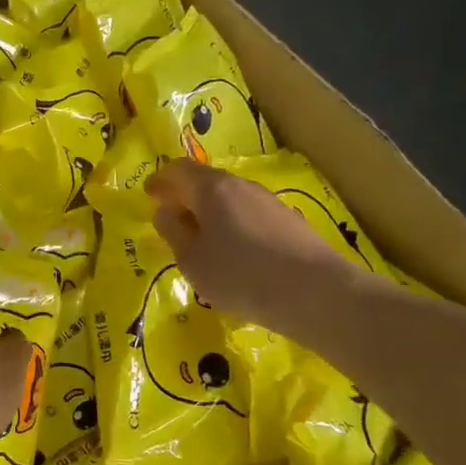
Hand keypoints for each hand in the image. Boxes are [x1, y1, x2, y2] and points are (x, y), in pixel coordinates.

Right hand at [147, 158, 355, 337]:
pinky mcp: (289, 223)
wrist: (316, 294)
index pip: (179, 170)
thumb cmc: (240, 275)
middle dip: (185, 197)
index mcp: (212, 189)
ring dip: (210, 214)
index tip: (149, 195)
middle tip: (170, 219)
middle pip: (207, 182)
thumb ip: (173, 233)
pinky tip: (233, 254)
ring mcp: (269, 203)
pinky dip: (232, 227)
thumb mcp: (192, 260)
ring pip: (230, 200)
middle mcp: (241, 186)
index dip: (161, 181)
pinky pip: (249, 217)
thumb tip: (165, 212)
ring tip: (200, 241)